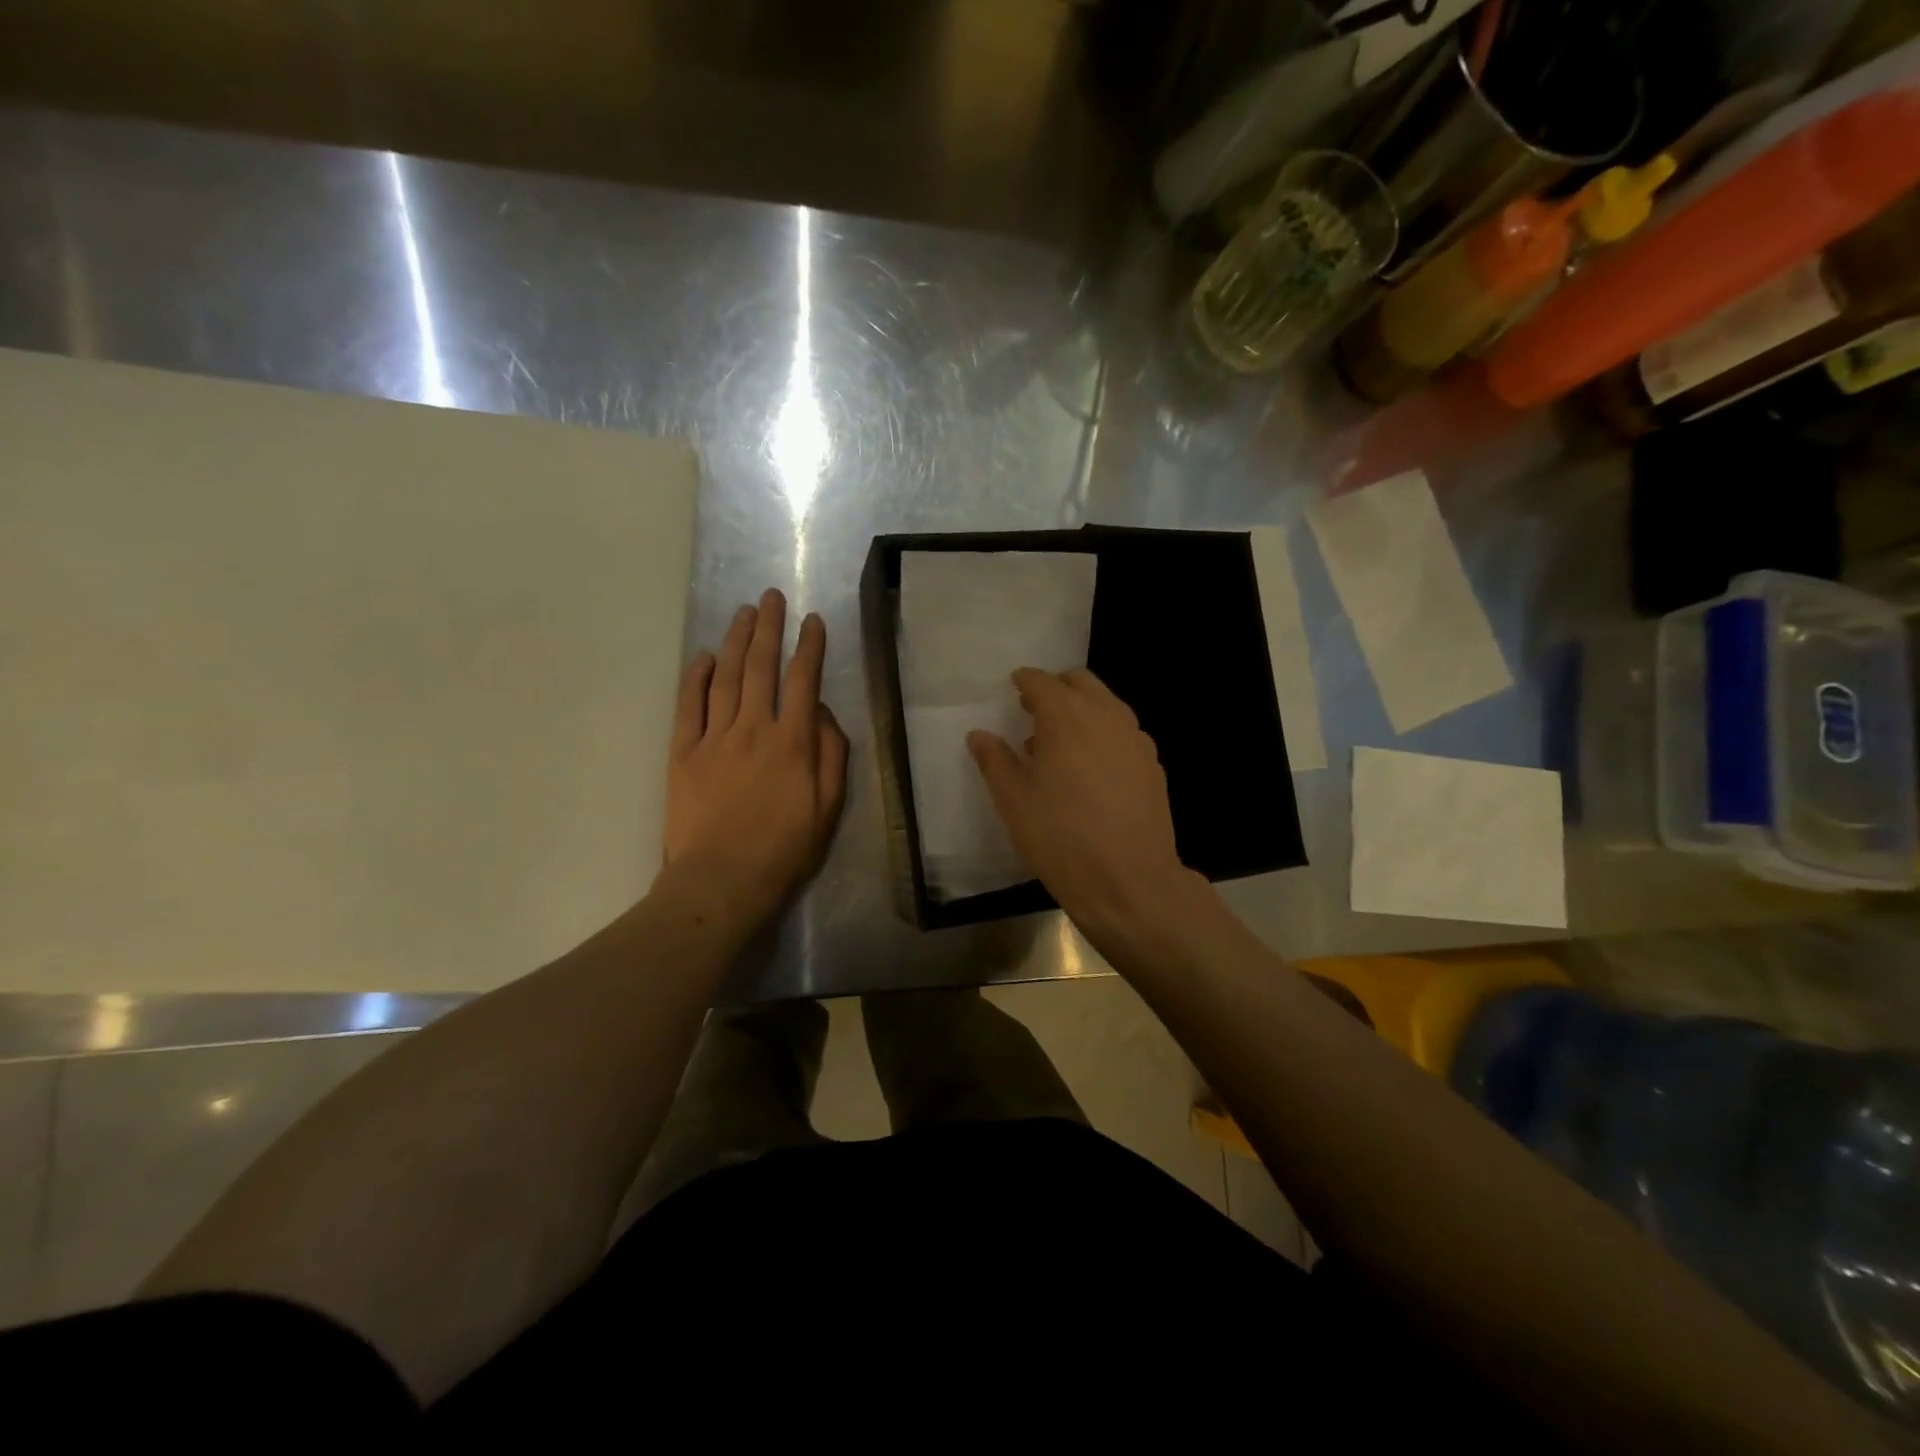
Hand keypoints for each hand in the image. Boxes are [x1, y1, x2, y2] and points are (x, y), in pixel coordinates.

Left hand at [664, 589, 848, 925]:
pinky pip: (688, 705)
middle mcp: (753, 728)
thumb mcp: (829, 808)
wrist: (722, 880)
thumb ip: (832, 755)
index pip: (804, 680)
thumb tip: (824, 714)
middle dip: (768, 628)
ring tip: (742, 613)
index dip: (810, 646)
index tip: (812, 620)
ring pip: (725, 678)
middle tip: (770, 596)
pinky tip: (703, 656)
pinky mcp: (683, 753)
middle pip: (760, 667)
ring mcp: (714, 738)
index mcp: (793, 742)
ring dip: (735, 641)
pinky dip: (695, 677)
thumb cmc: (784, 849)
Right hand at [967, 667, 1197, 939]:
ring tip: (1060, 744)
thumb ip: (994, 760)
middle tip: (1034, 711)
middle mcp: (1106, 716)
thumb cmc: (1060, 837)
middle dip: (1056, 688)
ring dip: (1082, 710)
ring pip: (1106, 705)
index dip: (1024, 681)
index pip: (1041, 682)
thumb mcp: (1013, 800)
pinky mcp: (1152, 764)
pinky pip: (1123, 733)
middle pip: (1080, 682)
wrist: (1128, 881)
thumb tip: (979, 735)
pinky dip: (1103, 735)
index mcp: (1066, 717)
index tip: (1014, 687)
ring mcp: (1135, 739)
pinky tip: (1091, 769)